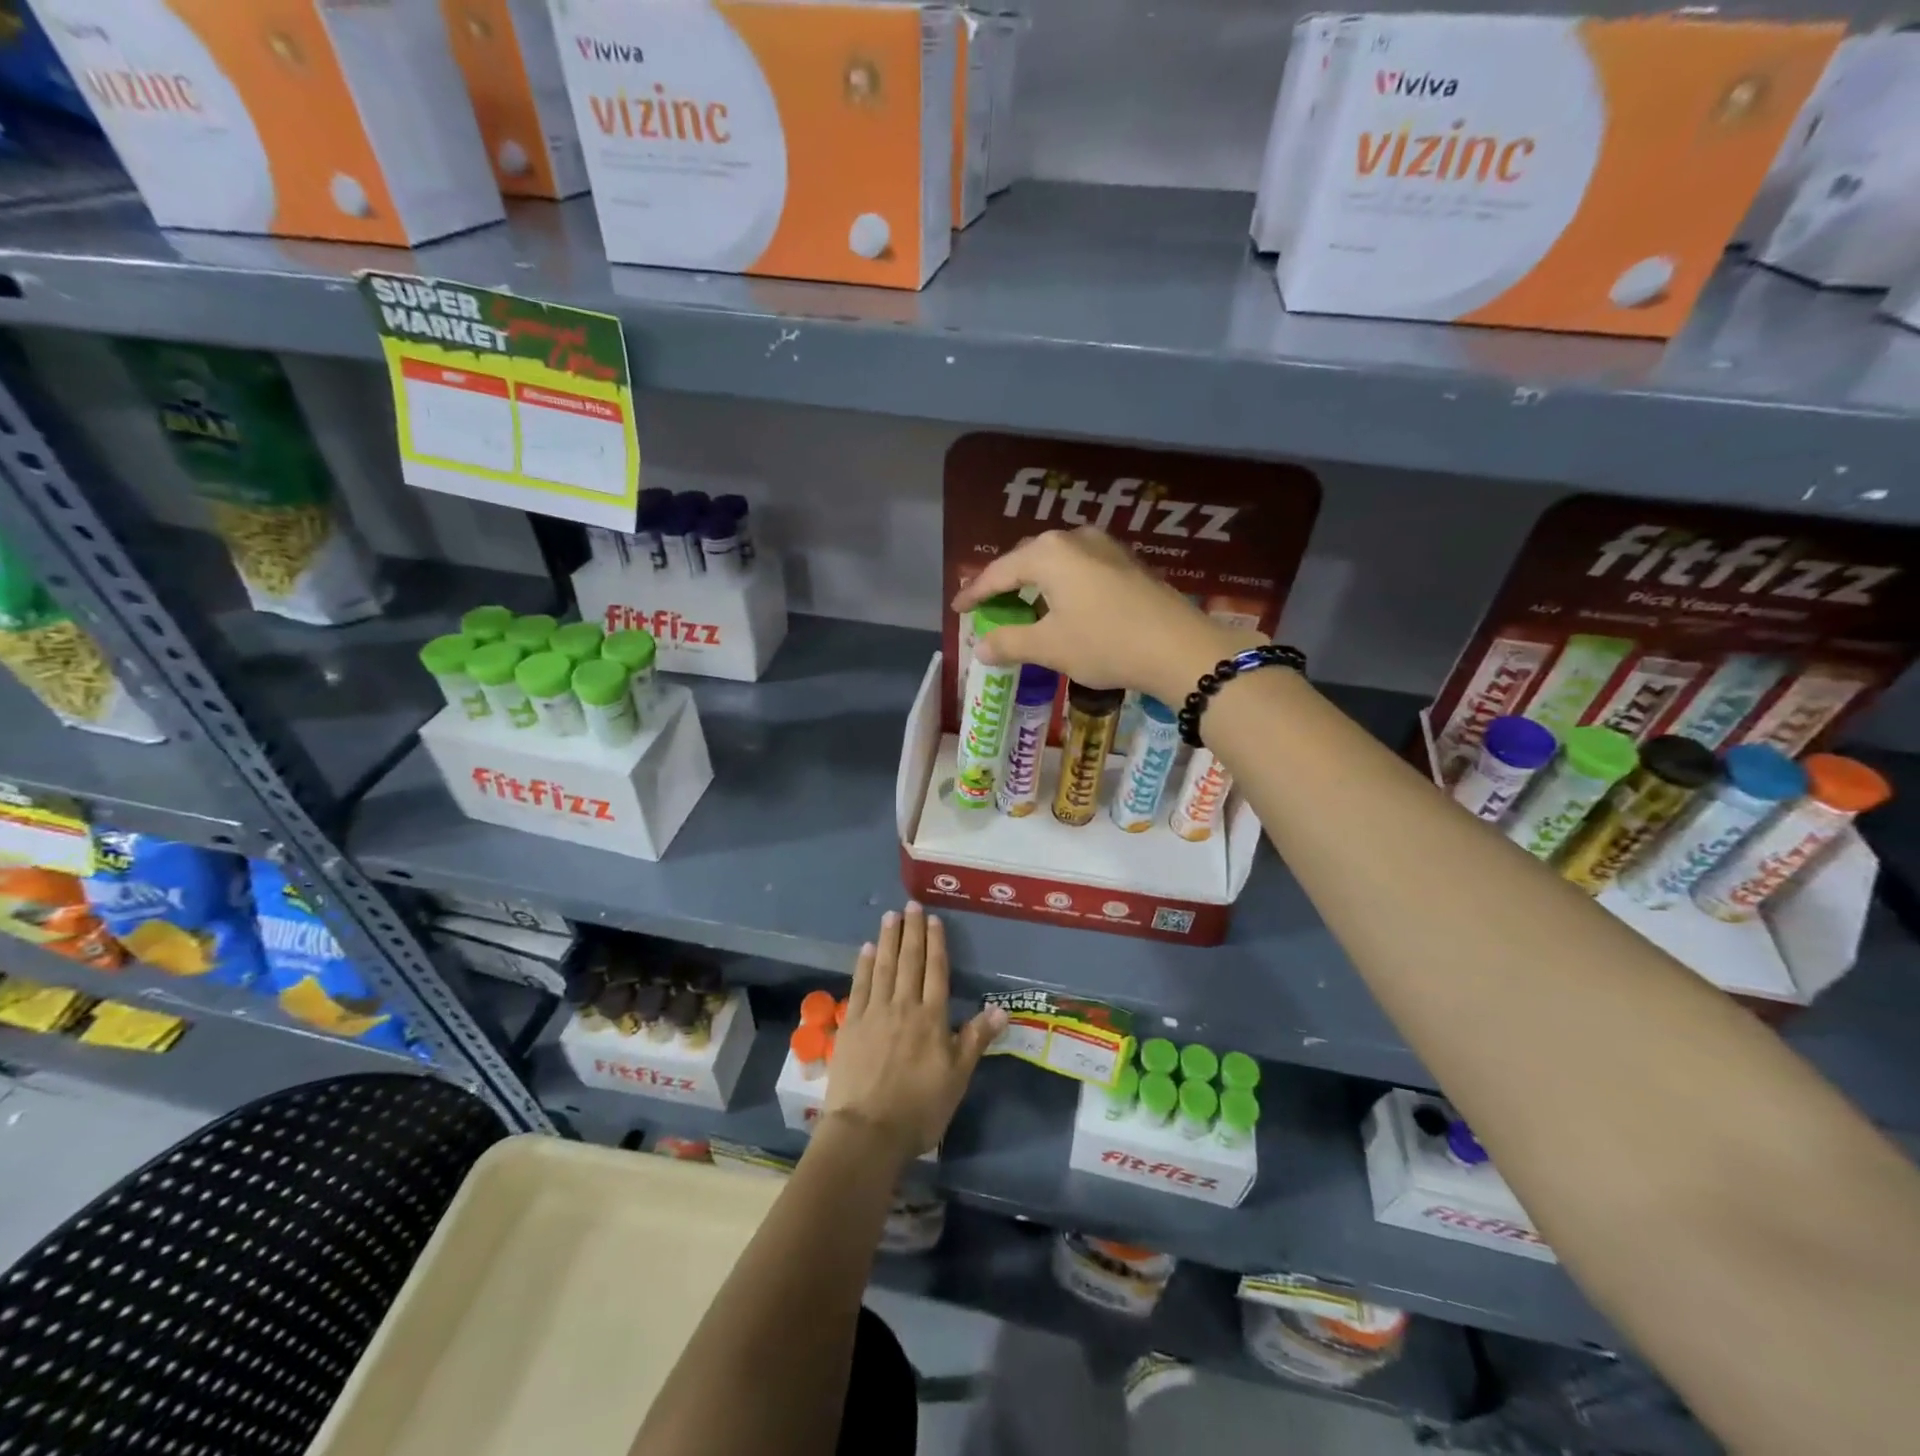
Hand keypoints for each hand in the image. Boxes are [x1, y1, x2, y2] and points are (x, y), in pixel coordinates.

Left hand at [825, 903, 1006, 1164]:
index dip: (935, 943)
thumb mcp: (957, 1077)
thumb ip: (976, 1039)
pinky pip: (859, 986)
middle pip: (909, 961)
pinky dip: (864, 965)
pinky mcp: (850, 1025)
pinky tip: (866, 950)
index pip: (935, 971)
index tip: (932, 919)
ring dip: (887, 940)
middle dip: (911, 932)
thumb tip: (1001, 1008)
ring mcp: (874, 1013)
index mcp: (931, 1018)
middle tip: (909, 905)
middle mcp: (903, 1006)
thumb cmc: (919, 1108)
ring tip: (889, 917)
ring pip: (883, 967)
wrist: (867, 1132)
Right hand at [950, 528, 1260, 705]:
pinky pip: (1080, 569)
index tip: (957, 609)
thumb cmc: (1105, 643)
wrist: (1178, 647)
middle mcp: (1074, 539)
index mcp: (1048, 554)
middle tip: (988, 606)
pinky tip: (1063, 605)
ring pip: (1056, 563)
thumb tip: (980, 647)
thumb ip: (1009, 642)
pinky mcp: (1127, 563)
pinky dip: (1062, 586)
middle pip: (1027, 560)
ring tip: (1023, 606)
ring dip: (1035, 584)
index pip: (998, 572)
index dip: (974, 593)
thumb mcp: (1050, 647)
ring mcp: (1105, 547)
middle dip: (1005, 584)